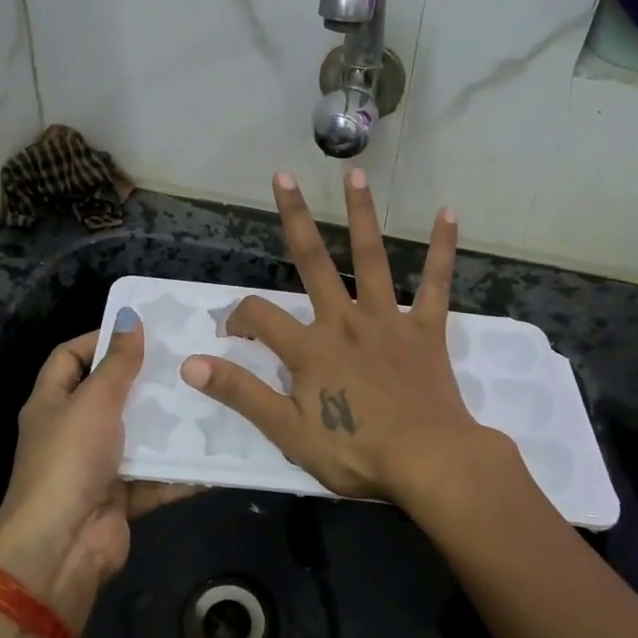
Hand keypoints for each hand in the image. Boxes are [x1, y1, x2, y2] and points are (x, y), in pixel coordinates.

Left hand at [0, 318, 196, 612]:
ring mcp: (97, 466)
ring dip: (168, 424)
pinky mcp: (122, 496)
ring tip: (209, 398)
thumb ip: (117, 362)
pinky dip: (181, 470)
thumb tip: (130, 318)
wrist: (61, 547)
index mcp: (52, 402)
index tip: (141, 330)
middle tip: (187, 360)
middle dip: (145, 380)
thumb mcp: (94, 401)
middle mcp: (72, 431)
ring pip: (138, 436)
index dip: (99, 339)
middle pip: (110, 395)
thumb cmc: (70, 460)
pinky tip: (216, 453)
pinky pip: (156, 477)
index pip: (70, 357)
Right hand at [179, 169, 507, 501]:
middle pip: (313, 262)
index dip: (237, 318)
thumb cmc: (356, 452)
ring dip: (361, 215)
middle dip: (295, 218)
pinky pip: (435, 283)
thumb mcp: (287, 431)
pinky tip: (448, 213)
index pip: (259, 316)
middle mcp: (345, 320)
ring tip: (354, 175)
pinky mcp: (426, 329)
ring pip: (371, 259)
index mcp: (310, 347)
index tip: (230, 332)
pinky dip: (441, 249)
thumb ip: (240, 393)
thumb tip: (190, 363)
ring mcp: (388, 320)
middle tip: (283, 177)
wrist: (429, 463)